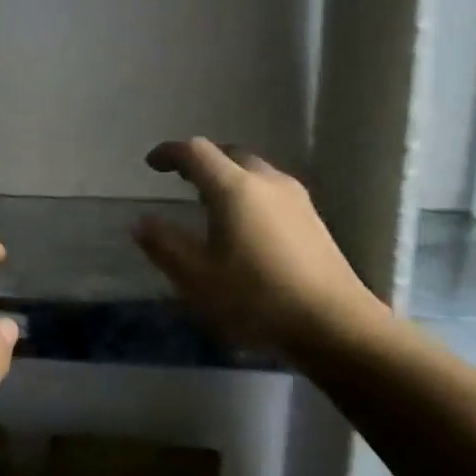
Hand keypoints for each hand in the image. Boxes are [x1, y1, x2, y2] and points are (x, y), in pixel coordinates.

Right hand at [133, 138, 393, 357]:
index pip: (196, 152)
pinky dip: (247, 192)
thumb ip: (164, 246)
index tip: (151, 164)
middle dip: (201, 161)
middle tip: (180, 178)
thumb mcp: (197, 278)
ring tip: (209, 201)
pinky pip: (270, 190)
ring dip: (226, 176)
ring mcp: (296, 198)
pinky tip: (243, 224)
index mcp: (235, 188)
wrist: (334, 324)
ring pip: (253, 171)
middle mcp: (267, 181)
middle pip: (228, 154)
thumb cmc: (256, 299)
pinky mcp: (312, 218)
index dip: (169, 153)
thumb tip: (142, 222)